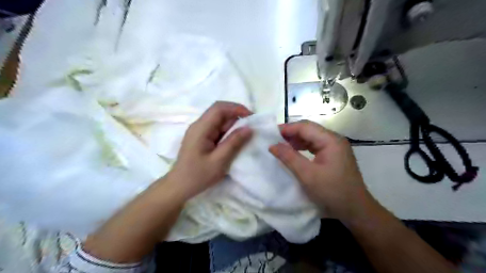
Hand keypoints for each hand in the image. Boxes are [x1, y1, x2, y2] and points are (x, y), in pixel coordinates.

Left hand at [170, 101, 252, 198]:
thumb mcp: (219, 161)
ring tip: (245, 136)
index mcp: (201, 128)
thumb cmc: (198, 175)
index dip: (236, 108)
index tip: (251, 117)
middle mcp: (199, 125)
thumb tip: (249, 128)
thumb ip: (234, 143)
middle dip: (237, 116)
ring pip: (219, 121)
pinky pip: (216, 129)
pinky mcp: (201, 138)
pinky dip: (228, 132)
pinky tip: (234, 141)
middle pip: (219, 112)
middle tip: (251, 128)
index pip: (219, 108)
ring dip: (233, 125)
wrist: (179, 186)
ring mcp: (199, 131)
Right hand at [270, 120, 372, 220]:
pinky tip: (293, 152)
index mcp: (331, 140)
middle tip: (273, 140)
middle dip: (290, 133)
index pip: (305, 127)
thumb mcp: (307, 175)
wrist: (355, 210)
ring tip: (280, 145)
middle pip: (309, 130)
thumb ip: (289, 157)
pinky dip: (302, 147)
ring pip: (311, 137)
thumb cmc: (332, 192)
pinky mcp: (334, 155)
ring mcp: (335, 147)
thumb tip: (272, 145)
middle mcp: (334, 140)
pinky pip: (315, 146)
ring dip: (296, 140)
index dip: (287, 128)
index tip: (270, 134)